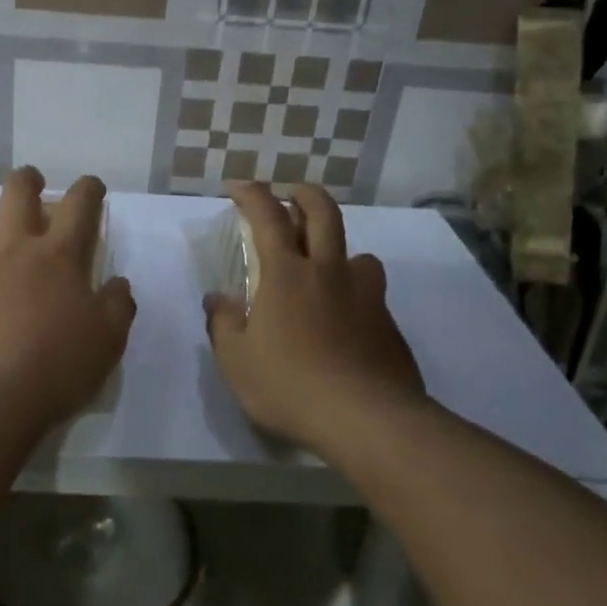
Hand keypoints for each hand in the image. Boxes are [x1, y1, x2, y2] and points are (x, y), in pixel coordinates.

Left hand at [0, 167, 136, 433]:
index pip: (79, 205)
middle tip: (34, 185)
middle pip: (17, 193)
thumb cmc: (56, 367)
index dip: (88, 189)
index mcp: (58, 257)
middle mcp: (12, 253)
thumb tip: (117, 285)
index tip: (92, 187)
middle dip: (28, 181)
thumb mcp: (107, 341)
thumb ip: (117, 306)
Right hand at [204, 184, 425, 458]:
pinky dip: (355, 293)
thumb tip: (217, 298)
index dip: (252, 194)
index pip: (267, 216)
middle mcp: (329, 272)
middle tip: (292, 194)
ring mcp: (365, 295)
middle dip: (305, 194)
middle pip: (324, 212)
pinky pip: (372, 294)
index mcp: (287, 274)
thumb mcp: (236, 361)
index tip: (238, 186)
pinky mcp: (388, 323)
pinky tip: (348, 321)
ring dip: (340, 250)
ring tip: (328, 268)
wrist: (366, 419)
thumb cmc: (289, 386)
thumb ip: (223, 323)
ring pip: (359, 253)